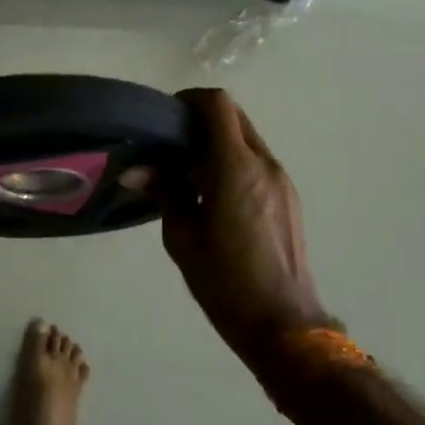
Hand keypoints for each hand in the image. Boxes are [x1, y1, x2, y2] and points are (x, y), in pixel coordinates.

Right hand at [158, 89, 334, 353]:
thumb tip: (135, 169)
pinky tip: (213, 196)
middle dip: (201, 120)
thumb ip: (164, 193)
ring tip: (187, 175)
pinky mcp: (288, 197)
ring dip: (217, 143)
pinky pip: (257, 161)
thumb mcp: (183, 239)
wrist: (285, 324)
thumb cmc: (226, 284)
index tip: (165, 118)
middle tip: (170, 145)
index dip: (189, 100)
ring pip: (247, 138)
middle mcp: (264, 164)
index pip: (217, 105)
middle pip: (234, 116)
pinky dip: (233, 161)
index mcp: (235, 169)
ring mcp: (281, 180)